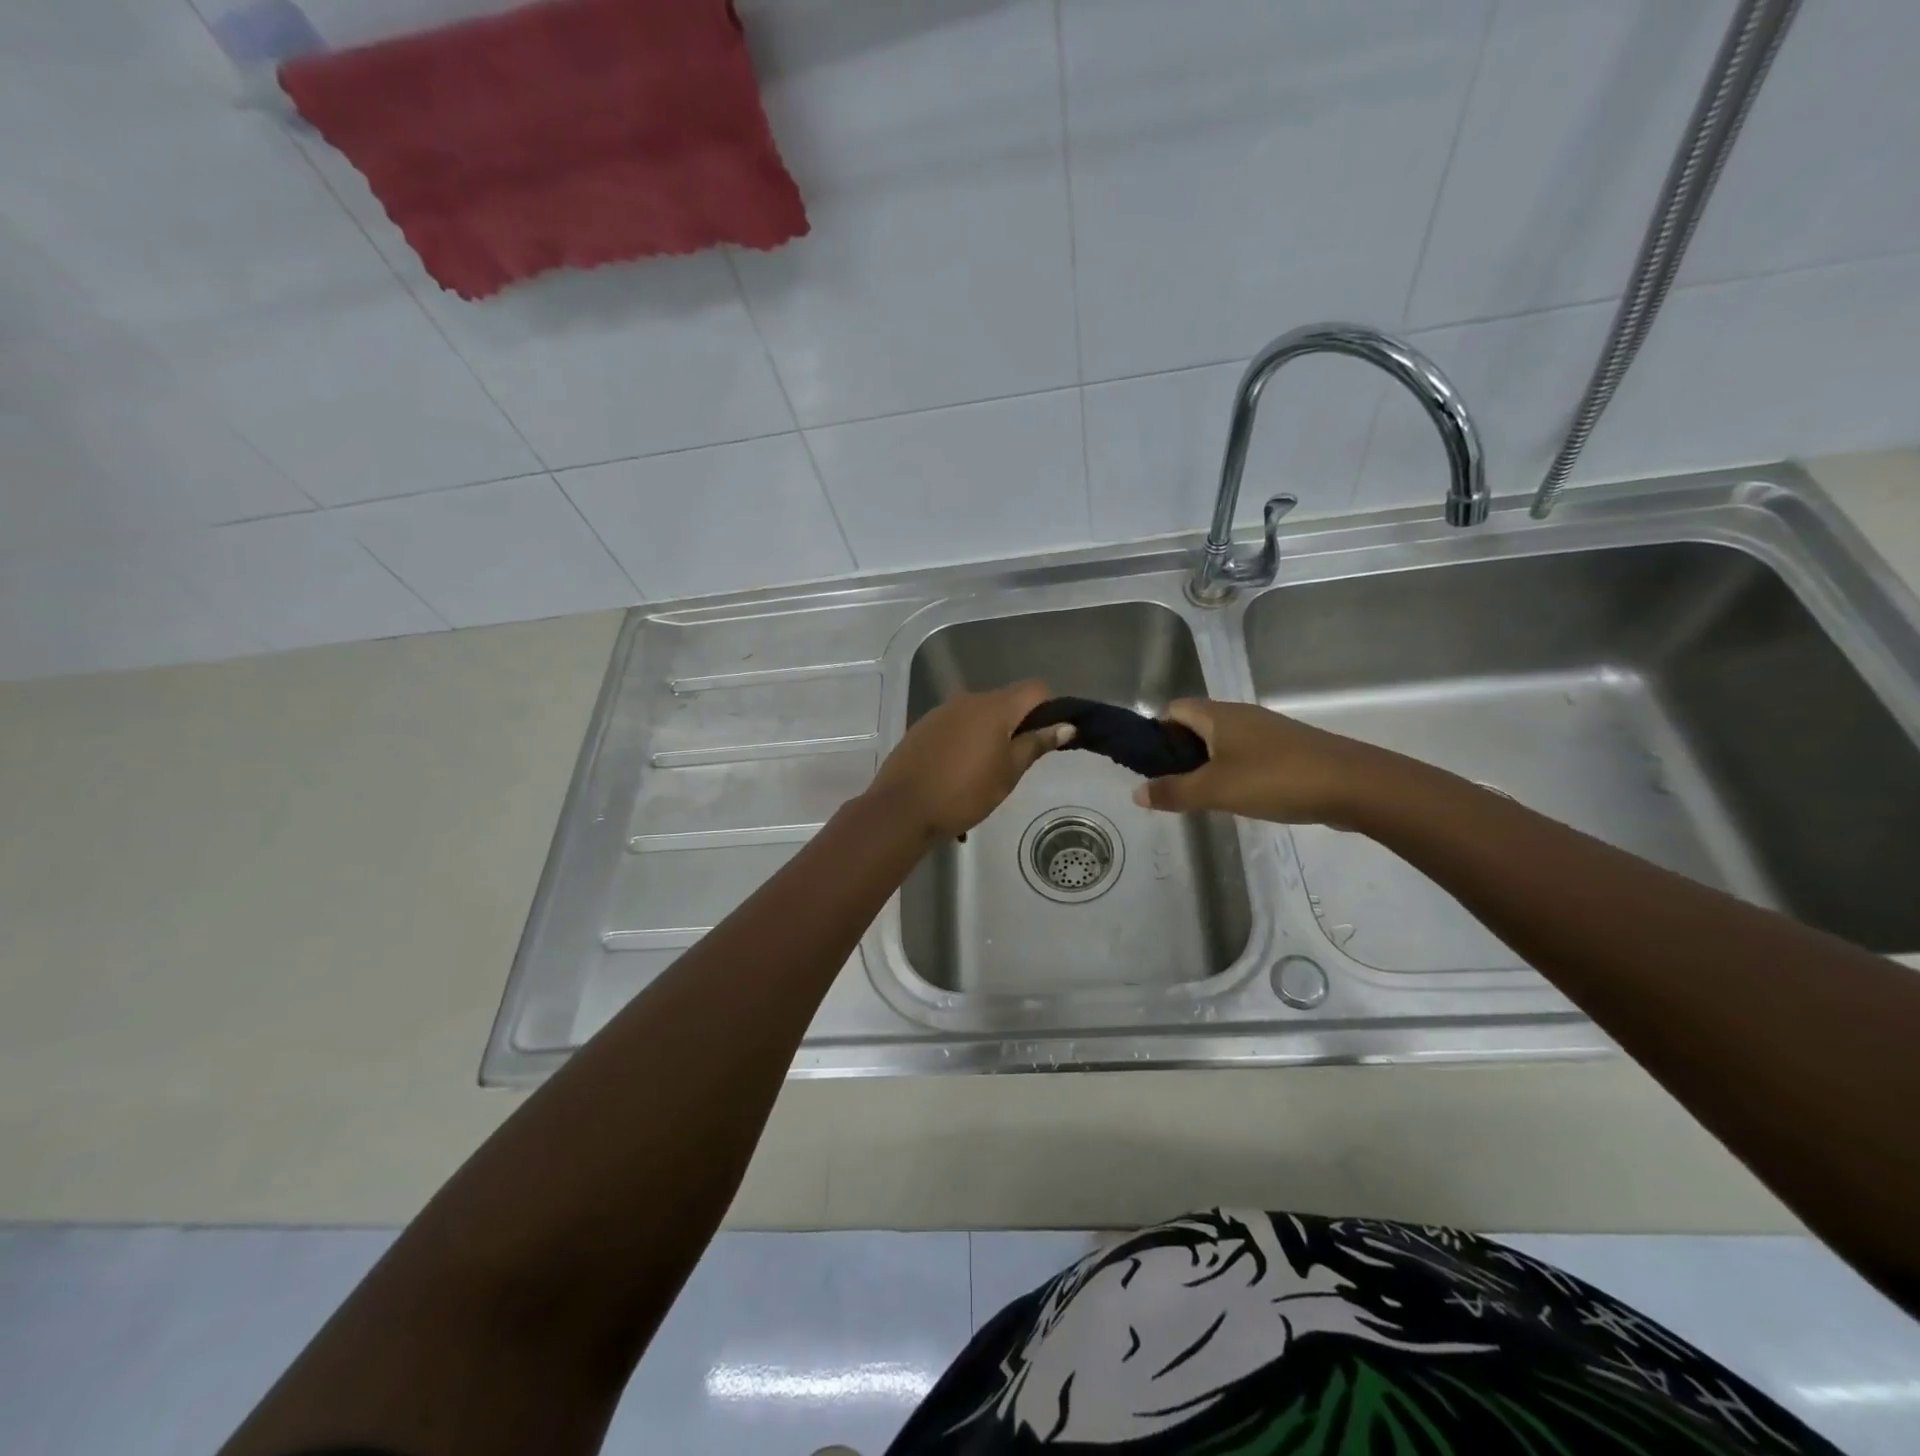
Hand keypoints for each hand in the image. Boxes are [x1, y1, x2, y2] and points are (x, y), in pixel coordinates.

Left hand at [866, 679, 1073, 838]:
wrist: (902, 808)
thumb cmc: (964, 793)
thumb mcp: (1008, 773)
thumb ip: (1036, 744)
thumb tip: (1066, 726)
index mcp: (995, 707)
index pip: (1035, 688)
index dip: (1049, 708)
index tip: (1049, 737)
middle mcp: (969, 699)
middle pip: (1007, 699)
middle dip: (1019, 723)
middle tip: (1020, 760)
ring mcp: (942, 711)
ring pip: (980, 713)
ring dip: (992, 732)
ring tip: (988, 770)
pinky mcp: (924, 726)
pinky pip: (957, 724)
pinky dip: (967, 738)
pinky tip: (960, 770)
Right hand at [1130, 699, 1389, 826]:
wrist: (1354, 785)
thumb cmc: (1275, 779)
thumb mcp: (1215, 790)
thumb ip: (1173, 791)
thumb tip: (1136, 792)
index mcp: (1219, 715)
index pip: (1174, 710)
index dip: (1157, 733)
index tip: (1153, 766)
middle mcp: (1241, 715)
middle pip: (1197, 725)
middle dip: (1180, 753)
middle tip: (1174, 786)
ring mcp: (1268, 732)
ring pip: (1223, 741)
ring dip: (1207, 764)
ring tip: (1203, 796)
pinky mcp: (1288, 750)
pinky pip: (1247, 754)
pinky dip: (1234, 771)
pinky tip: (1239, 798)